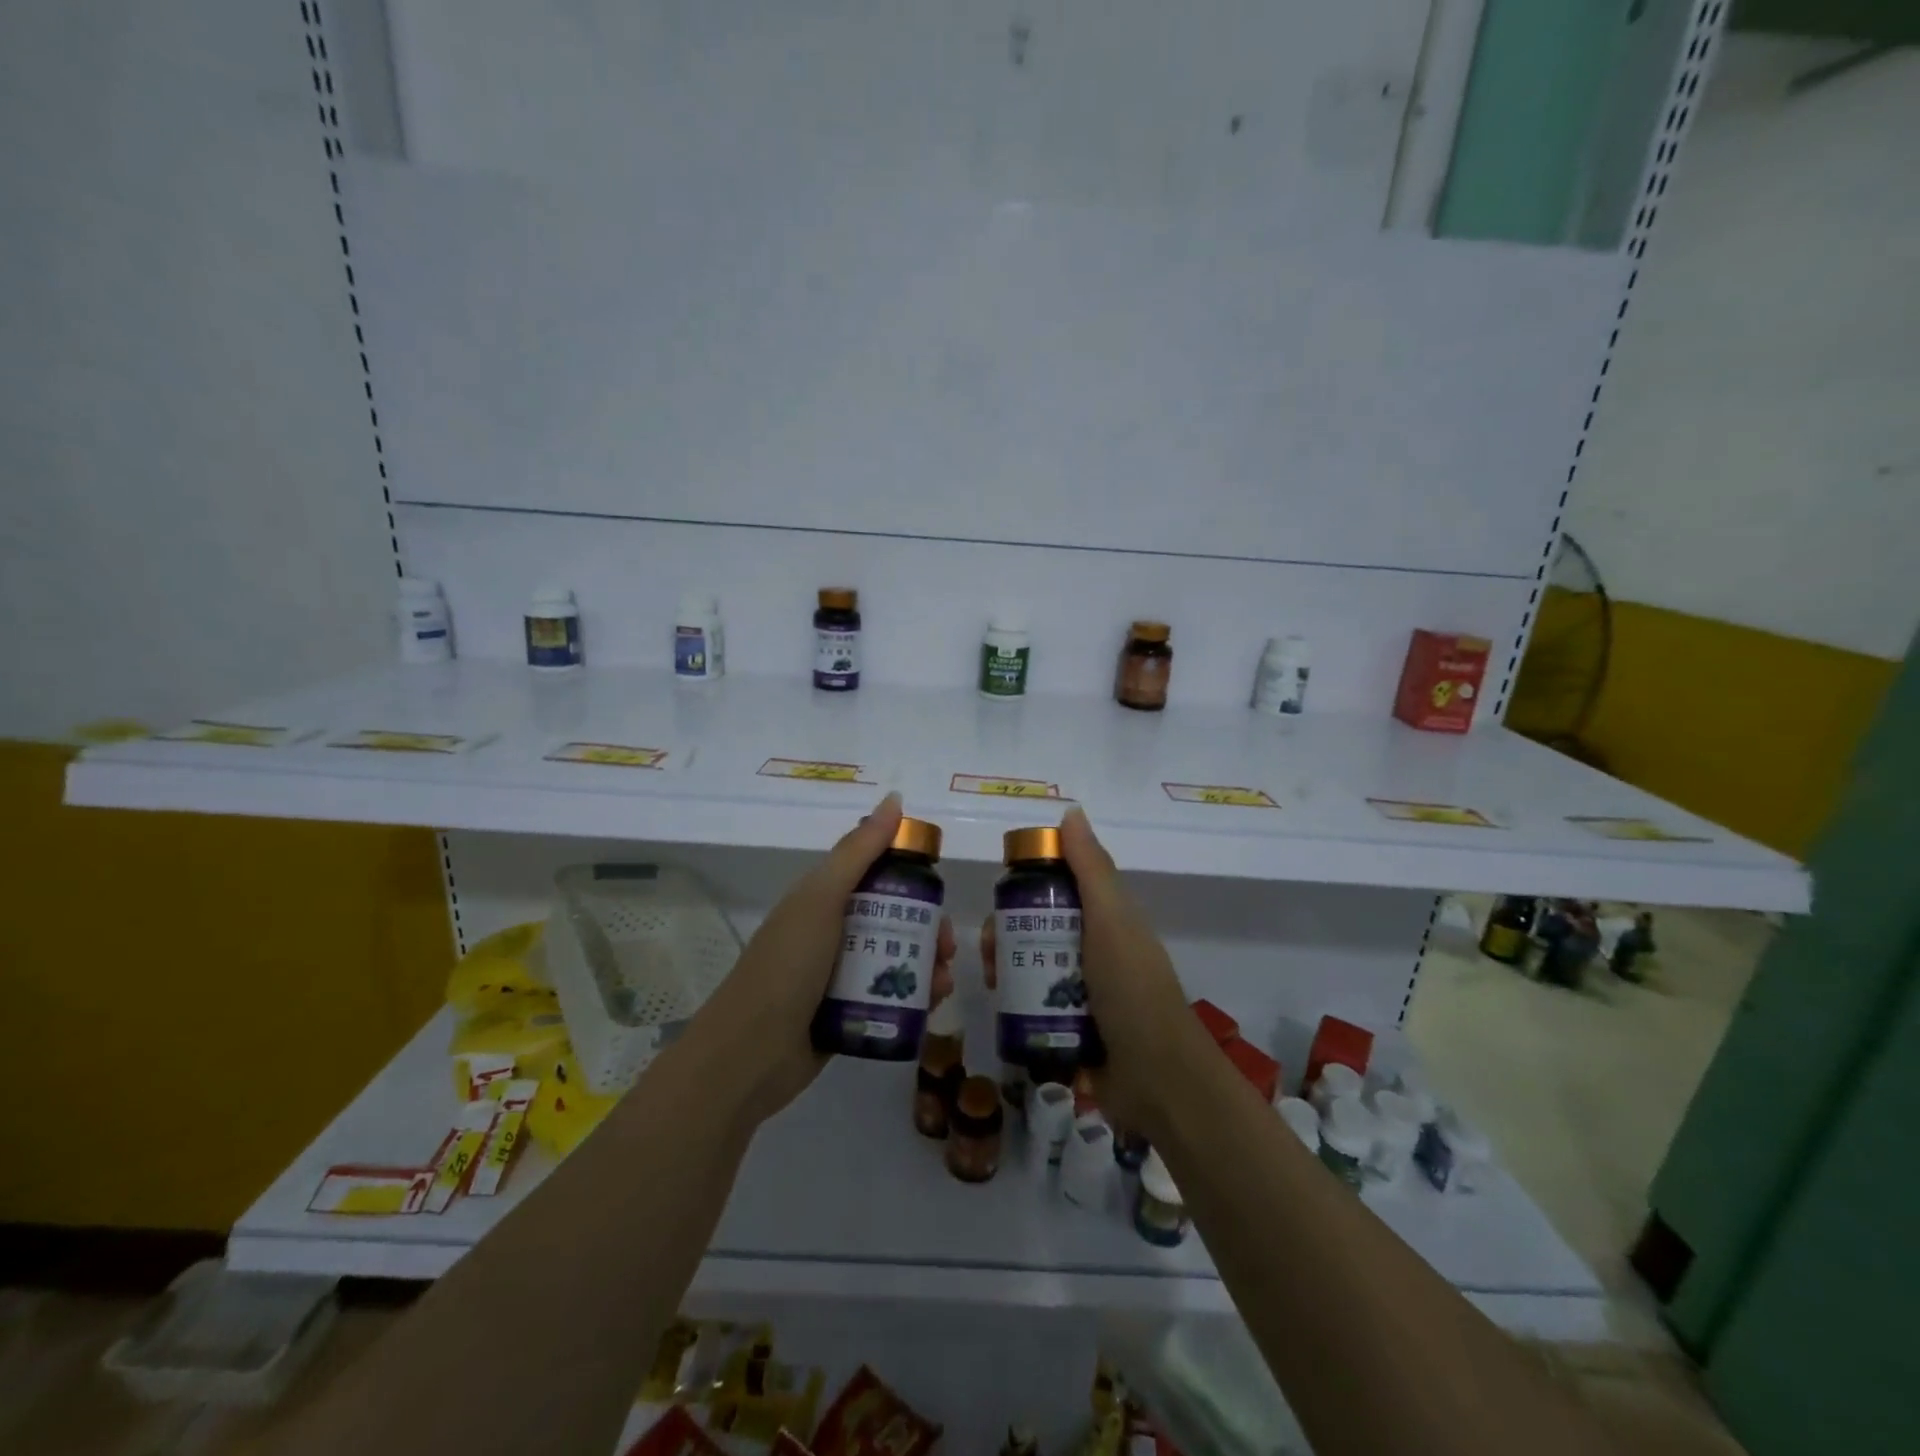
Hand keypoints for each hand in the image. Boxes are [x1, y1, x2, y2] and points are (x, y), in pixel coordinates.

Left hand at [683, 792, 955, 1128]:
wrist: (748, 1056)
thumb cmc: (787, 967)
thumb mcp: (822, 900)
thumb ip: (858, 851)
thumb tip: (894, 799)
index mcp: (822, 899)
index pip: (874, 874)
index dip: (909, 875)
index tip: (938, 889)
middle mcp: (832, 933)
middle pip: (892, 918)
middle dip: (926, 928)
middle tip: (945, 946)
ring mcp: (838, 976)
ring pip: (895, 959)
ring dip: (925, 965)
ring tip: (942, 984)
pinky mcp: (847, 1014)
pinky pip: (888, 996)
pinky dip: (913, 997)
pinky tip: (931, 1007)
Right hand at [980, 807, 1203, 1136]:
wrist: (1157, 1079)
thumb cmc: (1133, 989)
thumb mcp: (1112, 920)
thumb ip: (1091, 868)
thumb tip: (1070, 811)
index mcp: (1106, 921)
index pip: (1059, 889)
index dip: (1027, 885)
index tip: (1001, 894)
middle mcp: (1092, 952)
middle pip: (1037, 929)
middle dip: (1006, 932)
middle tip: (987, 948)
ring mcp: (1081, 993)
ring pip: (1030, 966)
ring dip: (1006, 966)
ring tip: (991, 980)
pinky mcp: (1067, 1028)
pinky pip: (1031, 1004)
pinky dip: (1013, 1001)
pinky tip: (997, 1004)